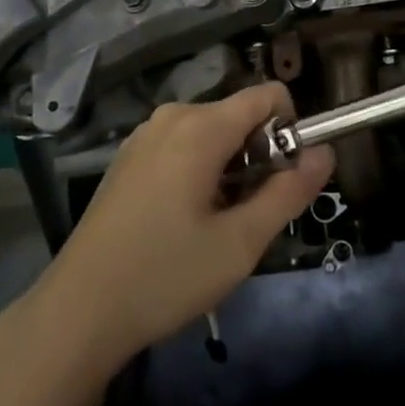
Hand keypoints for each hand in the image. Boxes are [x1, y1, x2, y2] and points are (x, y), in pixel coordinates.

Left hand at [22, 83, 334, 384]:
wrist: (78, 311)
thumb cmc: (165, 275)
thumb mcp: (241, 243)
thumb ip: (289, 192)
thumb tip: (326, 153)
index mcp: (201, 126)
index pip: (267, 95)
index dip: (291, 128)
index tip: (287, 178)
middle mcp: (172, 116)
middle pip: (239, 115)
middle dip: (259, 155)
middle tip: (250, 216)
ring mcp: (145, 135)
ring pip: (211, 132)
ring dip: (230, 166)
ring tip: (216, 225)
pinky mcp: (129, 157)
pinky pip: (182, 145)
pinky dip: (199, 169)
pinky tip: (183, 222)